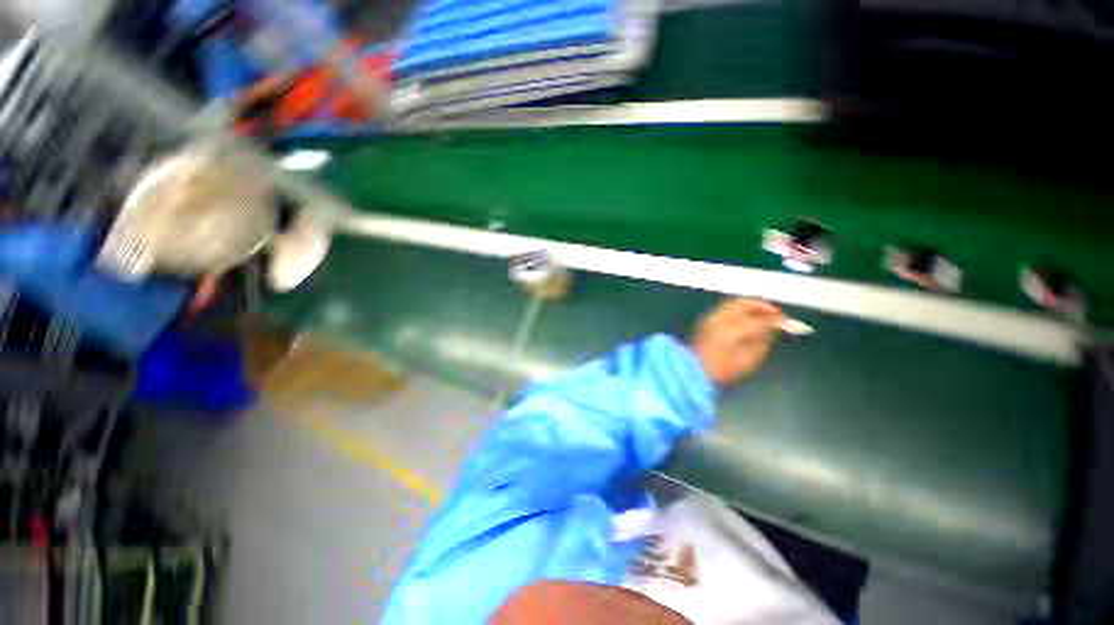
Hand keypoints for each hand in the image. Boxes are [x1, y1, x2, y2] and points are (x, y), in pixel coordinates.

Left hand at [690, 299, 784, 385]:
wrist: (693, 370)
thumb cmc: (722, 370)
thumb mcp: (749, 359)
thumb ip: (762, 340)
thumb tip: (773, 327)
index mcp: (732, 332)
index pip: (760, 320)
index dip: (777, 320)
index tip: (788, 324)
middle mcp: (719, 320)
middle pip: (745, 304)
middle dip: (763, 307)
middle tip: (776, 315)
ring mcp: (710, 318)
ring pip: (734, 303)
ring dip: (752, 307)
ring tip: (765, 317)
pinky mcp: (706, 320)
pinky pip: (726, 308)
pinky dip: (740, 310)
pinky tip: (748, 319)